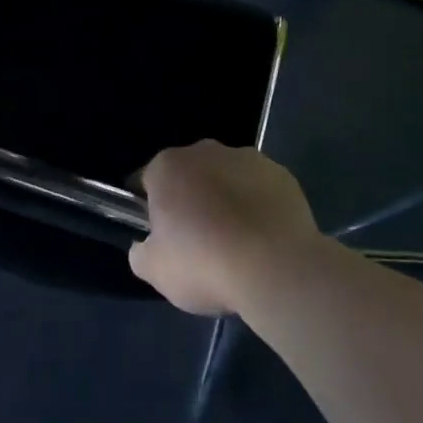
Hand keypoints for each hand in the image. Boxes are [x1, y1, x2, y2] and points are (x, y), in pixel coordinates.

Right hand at [130, 141, 318, 314]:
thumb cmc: (205, 263)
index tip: (159, 238)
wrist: (278, 269)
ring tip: (236, 243)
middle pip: (188, 175)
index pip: (146, 181)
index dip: (148, 210)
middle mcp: (205, 151)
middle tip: (197, 242)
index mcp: (167, 166)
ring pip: (225, 178)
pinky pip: (259, 189)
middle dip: (189, 201)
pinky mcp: (282, 175)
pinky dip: (257, 206)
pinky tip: (263, 238)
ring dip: (225, 200)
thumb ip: (140, 252)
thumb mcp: (155, 271)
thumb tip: (146, 245)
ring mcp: (247, 158)